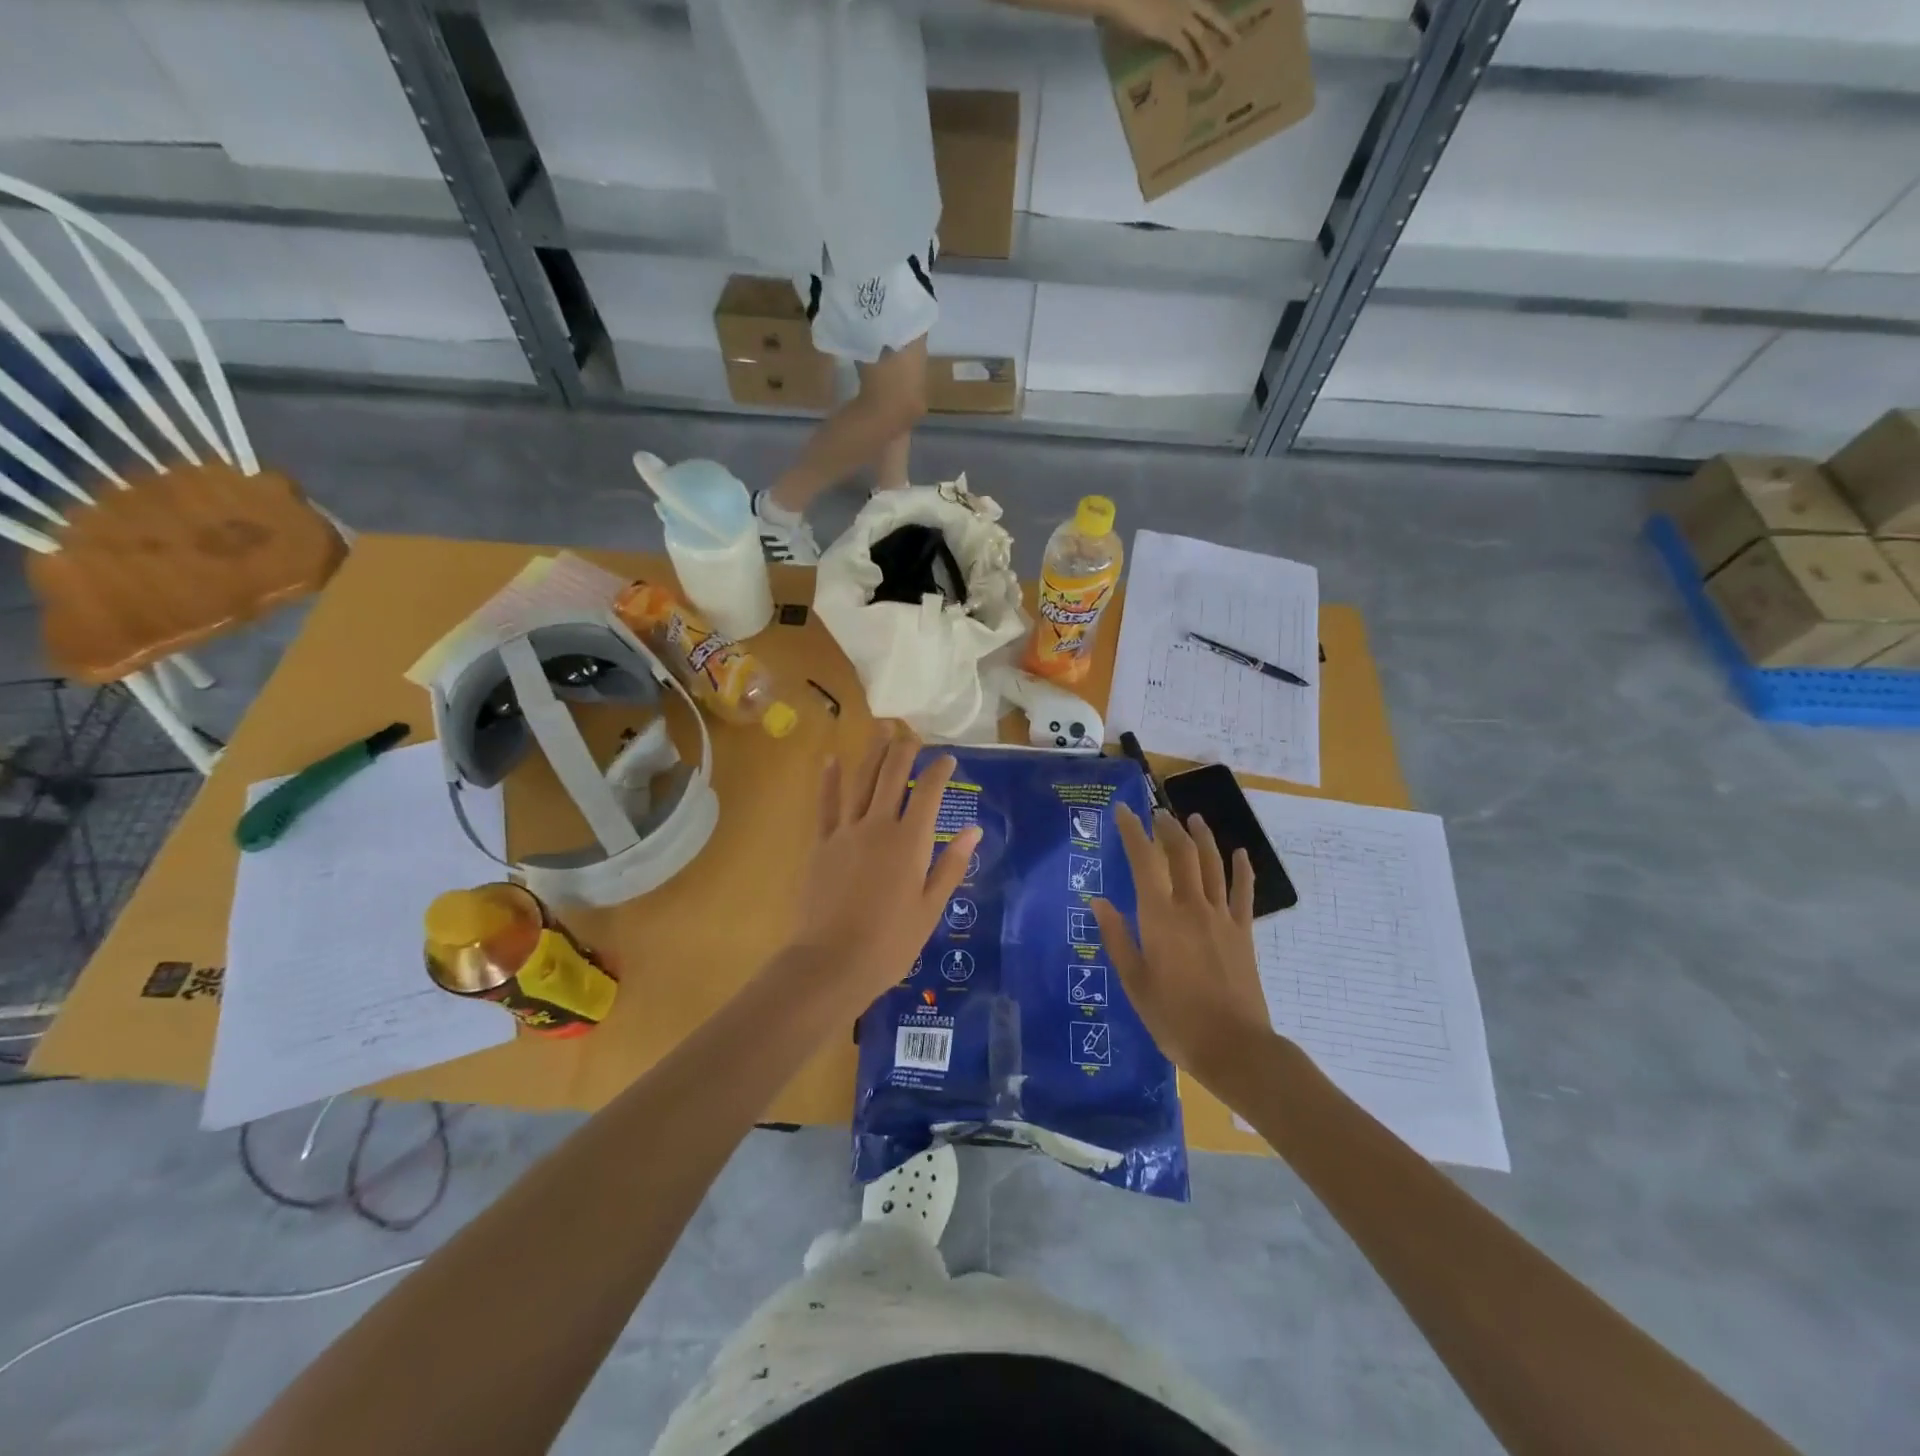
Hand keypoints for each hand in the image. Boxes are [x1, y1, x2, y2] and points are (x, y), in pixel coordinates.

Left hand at [788, 725, 980, 1007]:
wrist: (832, 962)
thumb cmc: (890, 942)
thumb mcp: (930, 908)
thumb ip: (950, 865)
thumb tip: (973, 829)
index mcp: (910, 842)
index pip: (928, 793)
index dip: (939, 770)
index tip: (947, 758)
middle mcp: (878, 825)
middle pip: (892, 776)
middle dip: (904, 750)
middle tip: (912, 733)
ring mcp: (846, 832)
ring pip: (861, 781)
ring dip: (872, 753)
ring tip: (880, 729)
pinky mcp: (821, 844)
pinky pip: (826, 804)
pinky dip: (829, 780)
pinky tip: (831, 759)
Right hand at [1091, 805, 1270, 1088]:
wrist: (1234, 1047)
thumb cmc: (1174, 1018)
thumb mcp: (1134, 982)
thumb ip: (1117, 938)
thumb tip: (1098, 901)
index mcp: (1160, 917)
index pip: (1144, 861)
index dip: (1133, 832)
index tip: (1123, 810)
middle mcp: (1191, 906)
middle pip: (1182, 853)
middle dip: (1168, 828)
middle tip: (1157, 813)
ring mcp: (1221, 917)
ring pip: (1212, 864)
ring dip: (1202, 837)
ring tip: (1193, 818)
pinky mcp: (1243, 931)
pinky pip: (1243, 892)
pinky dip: (1242, 869)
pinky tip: (1240, 853)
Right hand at [1109, 0, 1235, 70]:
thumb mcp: (1157, 1)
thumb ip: (1166, 7)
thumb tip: (1166, 20)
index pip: (1204, 5)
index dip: (1216, 16)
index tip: (1225, 23)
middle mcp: (1186, 0)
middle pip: (1211, 16)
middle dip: (1225, 28)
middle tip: (1237, 41)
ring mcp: (1179, 15)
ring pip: (1202, 35)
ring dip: (1211, 51)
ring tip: (1218, 65)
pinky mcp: (1170, 30)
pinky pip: (1186, 48)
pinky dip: (1191, 61)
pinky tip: (1194, 71)